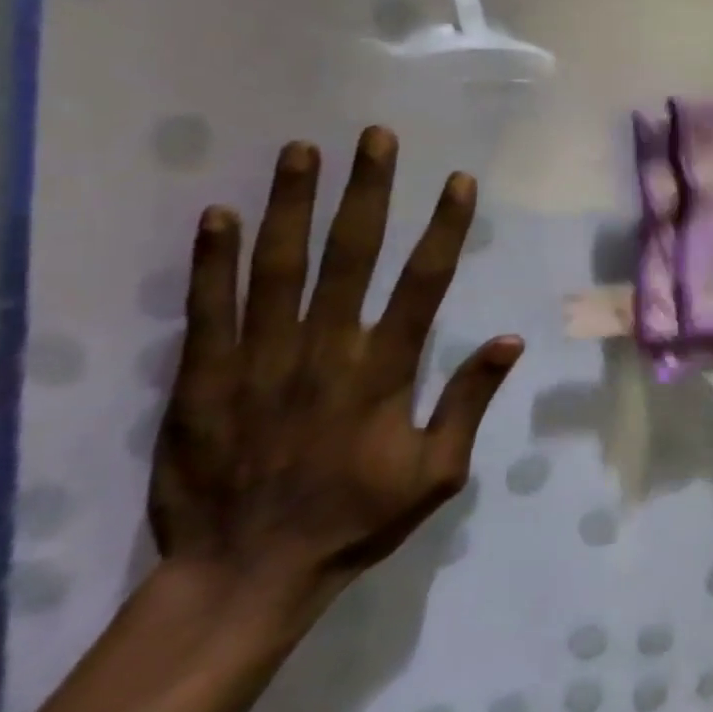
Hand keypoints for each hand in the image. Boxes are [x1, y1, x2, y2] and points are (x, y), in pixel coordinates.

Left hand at [149, 127, 523, 616]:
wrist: (244, 575)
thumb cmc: (356, 520)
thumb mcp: (437, 473)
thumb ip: (470, 401)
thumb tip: (510, 339)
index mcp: (383, 371)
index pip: (423, 283)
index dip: (444, 227)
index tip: (457, 180)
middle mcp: (324, 350)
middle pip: (349, 255)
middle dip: (367, 191)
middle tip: (374, 136)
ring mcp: (257, 360)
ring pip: (278, 267)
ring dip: (292, 204)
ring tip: (302, 151)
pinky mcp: (201, 379)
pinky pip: (208, 309)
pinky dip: (213, 260)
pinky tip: (220, 215)